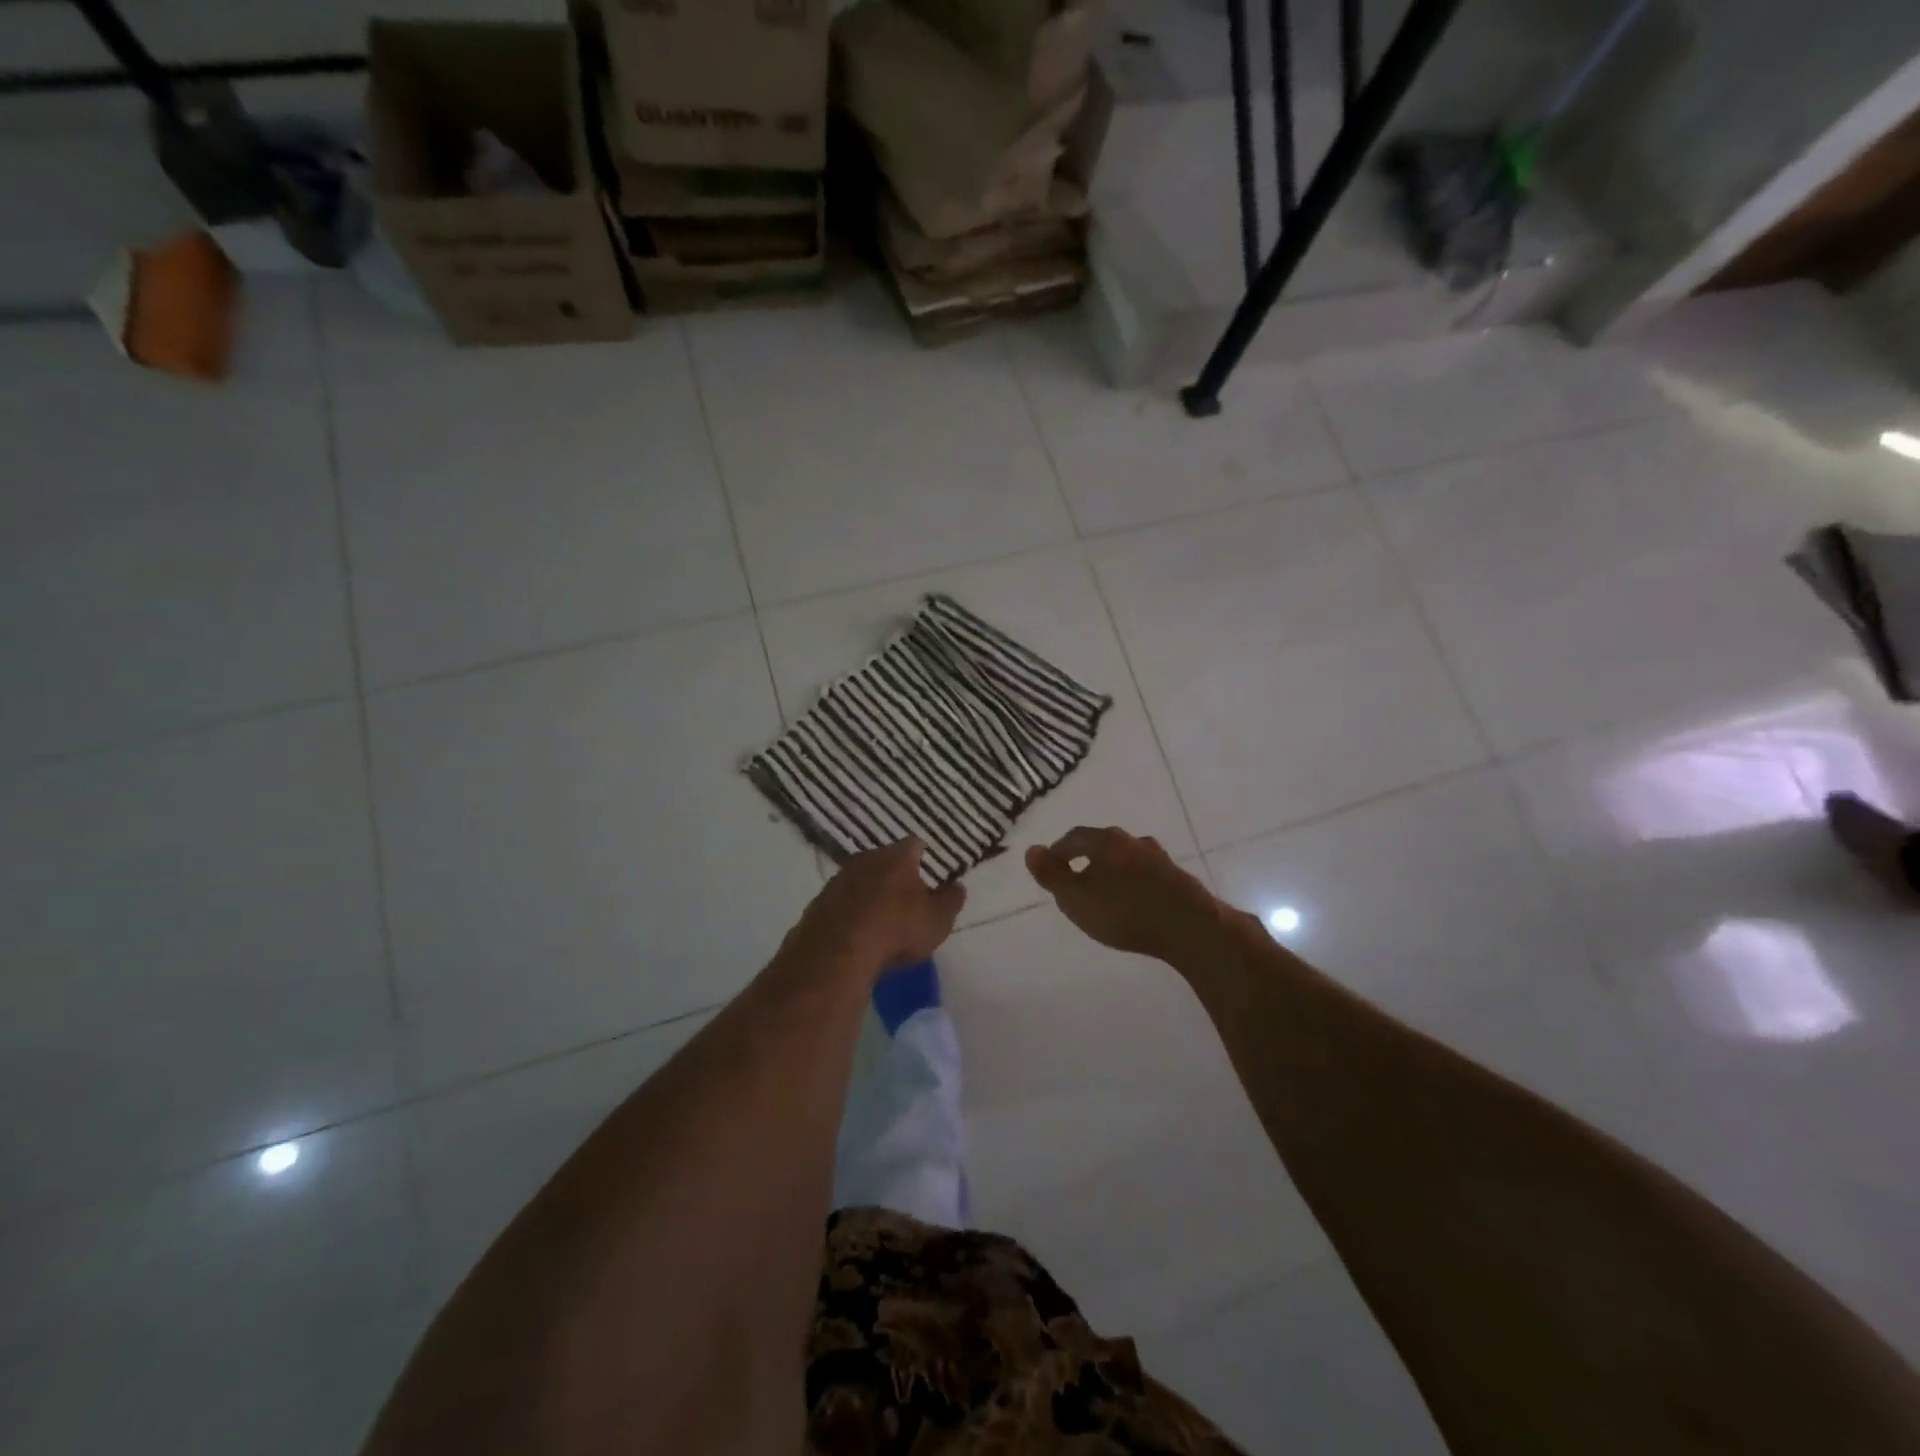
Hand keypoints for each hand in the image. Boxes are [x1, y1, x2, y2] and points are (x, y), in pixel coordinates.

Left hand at [786, 839, 965, 979]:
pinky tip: (856, 931)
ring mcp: (837, 879)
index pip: (914, 845)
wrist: (836, 955)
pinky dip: (850, 911)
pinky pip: (841, 901)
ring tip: (880, 917)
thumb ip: (951, 901)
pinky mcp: (818, 903)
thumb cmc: (897, 930)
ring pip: (860, 879)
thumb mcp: (938, 921)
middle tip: (906, 896)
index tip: (928, 870)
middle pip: (884, 859)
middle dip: (894, 874)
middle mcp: (865, 858)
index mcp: (897, 856)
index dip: (923, 857)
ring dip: (870, 892)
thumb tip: (958, 886)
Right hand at [1026, 826, 1220, 962]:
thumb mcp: (1076, 898)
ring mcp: (1159, 858)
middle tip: (1075, 880)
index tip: (1049, 868)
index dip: (1058, 851)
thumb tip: (1031, 849)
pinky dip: (1133, 883)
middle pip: (1102, 844)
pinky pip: (1146, 875)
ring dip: (1113, 871)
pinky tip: (1133, 901)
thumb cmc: (1124, 911)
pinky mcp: (1177, 878)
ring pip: (1127, 859)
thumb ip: (1052, 875)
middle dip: (1086, 859)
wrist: (1189, 927)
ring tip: (1105, 892)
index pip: (1074, 837)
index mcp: (1106, 841)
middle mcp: (1133, 841)